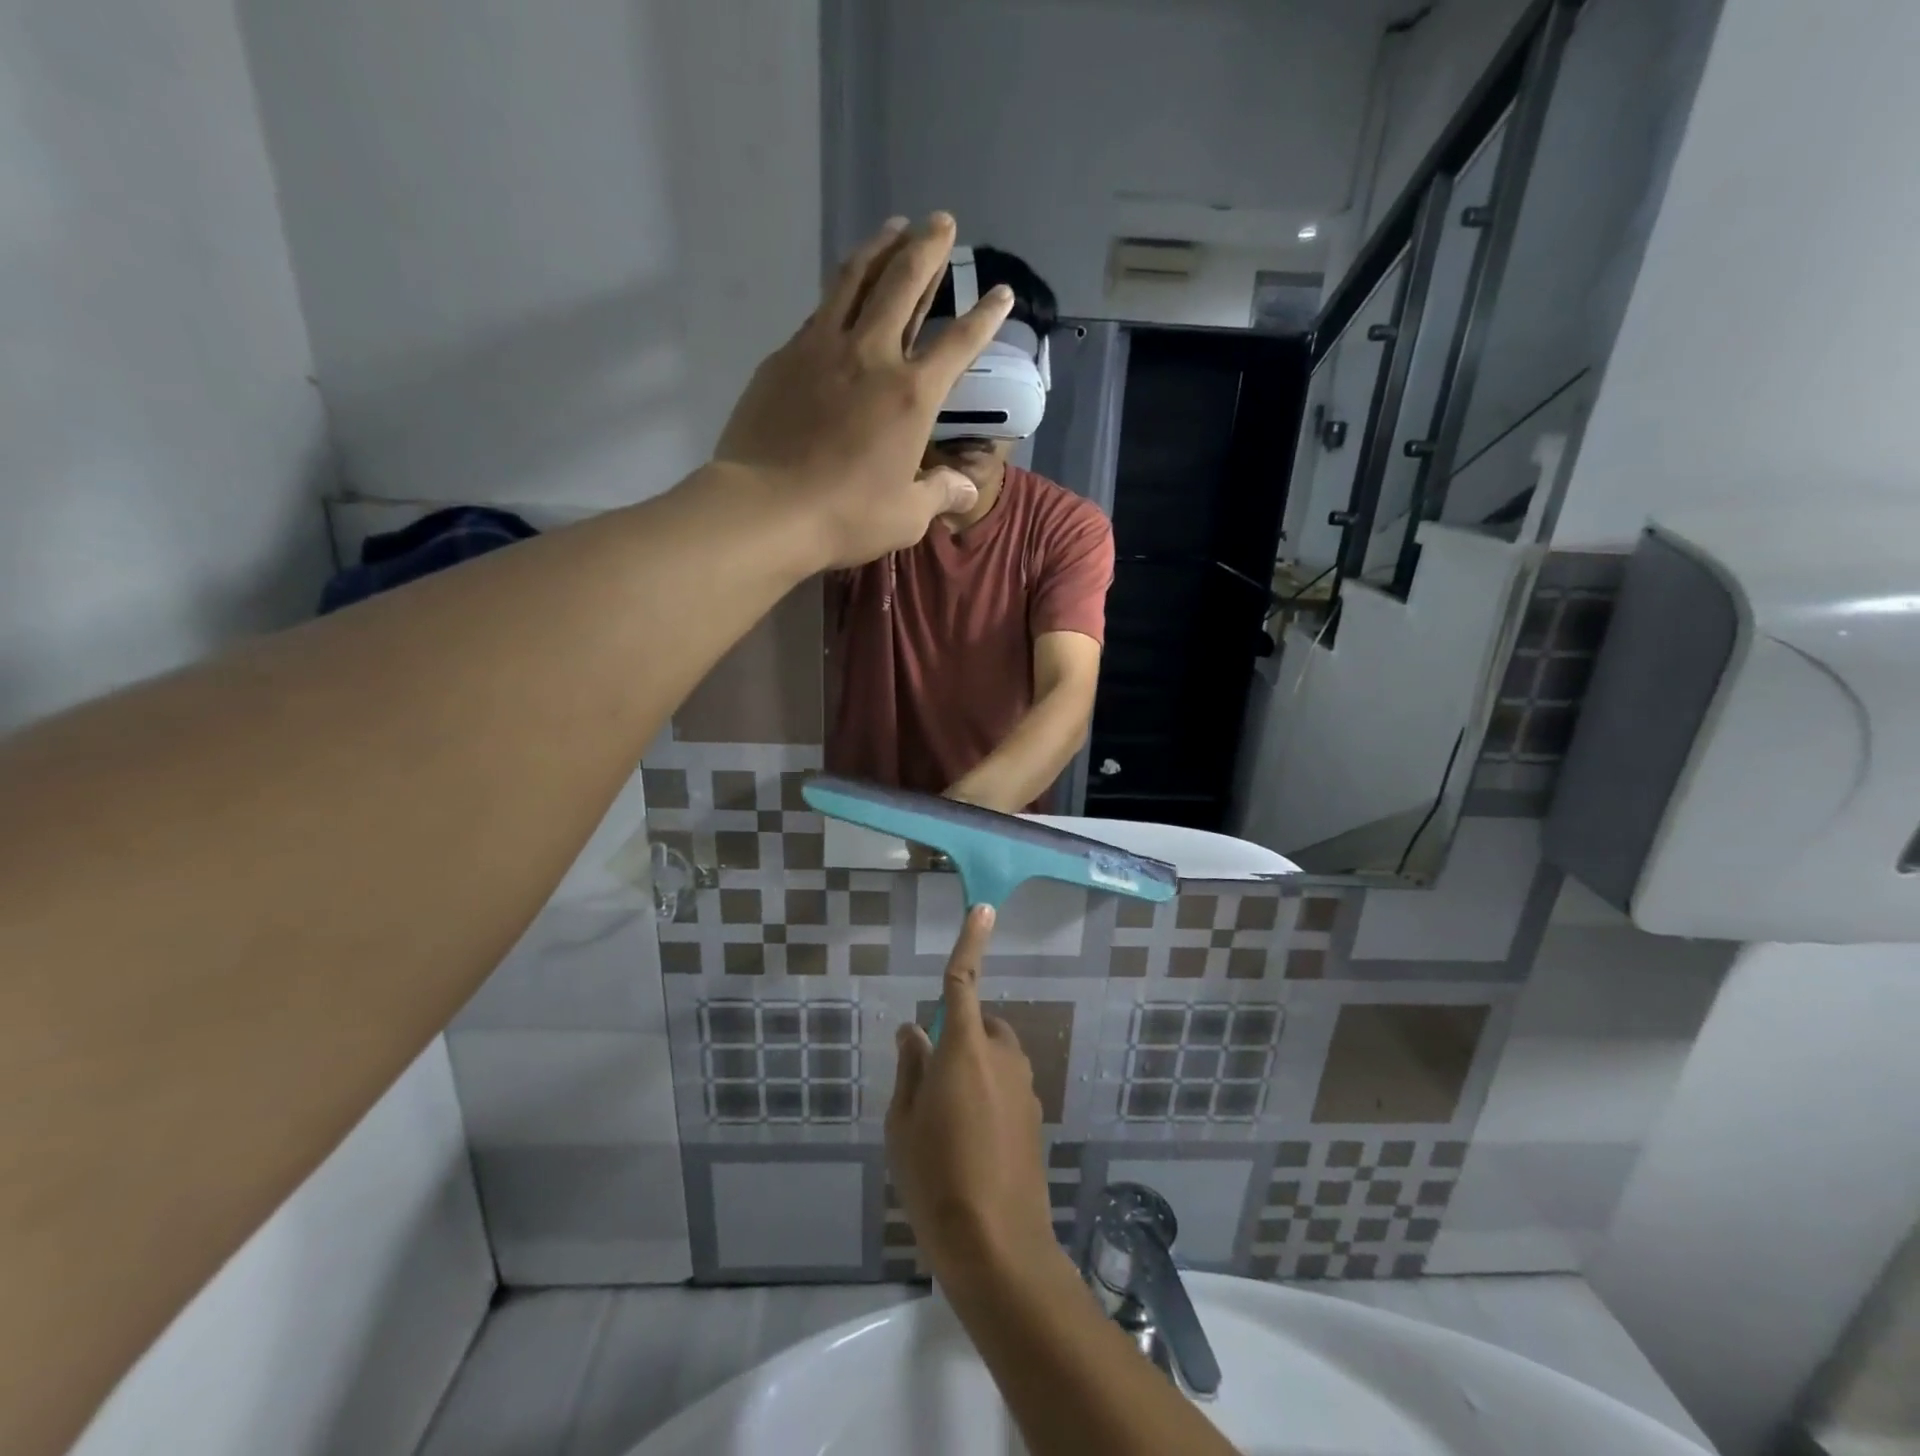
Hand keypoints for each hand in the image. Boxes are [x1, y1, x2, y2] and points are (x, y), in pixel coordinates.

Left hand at [715, 213, 1015, 568]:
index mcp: (912, 395)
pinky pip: (820, 311)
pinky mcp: (785, 356)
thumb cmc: (846, 516)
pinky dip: (840, 290)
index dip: (985, 317)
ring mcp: (822, 349)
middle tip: (941, 221)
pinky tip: (843, 290)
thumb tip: (967, 489)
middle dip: (928, 248)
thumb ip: (940, 493)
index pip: (958, 344)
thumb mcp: (906, 516)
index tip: (1000, 292)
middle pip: (904, 283)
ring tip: (894, 225)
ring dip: (880, 247)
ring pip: (856, 279)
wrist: (765, 508)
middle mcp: (872, 356)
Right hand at [886, 906, 1058, 1279]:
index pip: (964, 981)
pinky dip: (989, 1094)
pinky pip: (1007, 1085)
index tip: (984, 908)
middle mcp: (1002, 1057)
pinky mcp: (1035, 1116)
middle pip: (980, 1024)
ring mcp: (1024, 1087)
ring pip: (995, 1056)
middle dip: (959, 1036)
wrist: (998, 1248)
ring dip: (974, 1068)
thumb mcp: (904, 1124)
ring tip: (948, 1124)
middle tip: (931, 1085)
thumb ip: (910, 1069)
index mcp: (964, 1049)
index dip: (971, 941)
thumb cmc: (935, 1179)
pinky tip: (973, 1144)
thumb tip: (913, 1030)